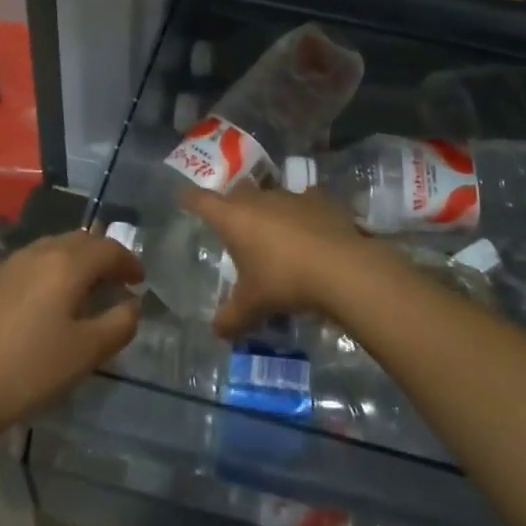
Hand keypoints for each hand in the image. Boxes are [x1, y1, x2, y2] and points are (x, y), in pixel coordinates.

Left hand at [0, 230, 142, 441]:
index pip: (110, 249)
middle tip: (117, 282)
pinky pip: (34, 262)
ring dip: (78, 261)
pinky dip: (54, 270)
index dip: (130, 262)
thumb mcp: (85, 354)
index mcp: (67, 263)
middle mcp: (40, 251)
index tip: (140, 281)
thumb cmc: (27, 371)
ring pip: (56, 248)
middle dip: (105, 257)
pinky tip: (49, 300)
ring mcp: (11, 263)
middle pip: (83, 241)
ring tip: (86, 290)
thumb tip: (132, 304)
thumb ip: (119, 324)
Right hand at [180, 184, 370, 338]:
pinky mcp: (320, 200)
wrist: (342, 268)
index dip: (190, 198)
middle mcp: (259, 199)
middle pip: (237, 194)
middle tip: (231, 224)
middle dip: (232, 206)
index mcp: (234, 218)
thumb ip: (231, 318)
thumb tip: (216, 331)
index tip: (182, 196)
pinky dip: (302, 215)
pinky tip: (309, 232)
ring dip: (269, 212)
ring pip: (271, 197)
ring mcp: (291, 196)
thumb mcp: (252, 306)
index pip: (202, 201)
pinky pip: (304, 203)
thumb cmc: (285, 281)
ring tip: (273, 235)